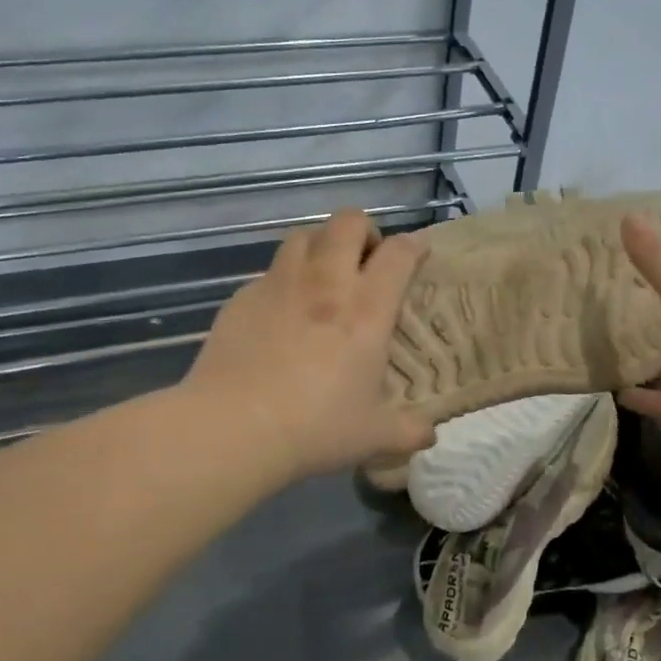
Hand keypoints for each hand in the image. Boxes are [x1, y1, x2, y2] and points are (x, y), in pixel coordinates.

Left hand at [185, 210, 435, 481]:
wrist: (232, 428)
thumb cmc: (314, 428)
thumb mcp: (372, 437)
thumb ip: (408, 432)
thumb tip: (429, 435)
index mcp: (365, 310)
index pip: (397, 254)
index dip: (413, 245)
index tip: (418, 251)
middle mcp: (325, 284)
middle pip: (347, 222)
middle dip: (364, 230)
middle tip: (366, 259)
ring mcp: (280, 286)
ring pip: (304, 235)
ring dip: (321, 244)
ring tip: (324, 273)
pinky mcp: (242, 297)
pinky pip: (270, 273)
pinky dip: (284, 281)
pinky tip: (281, 314)